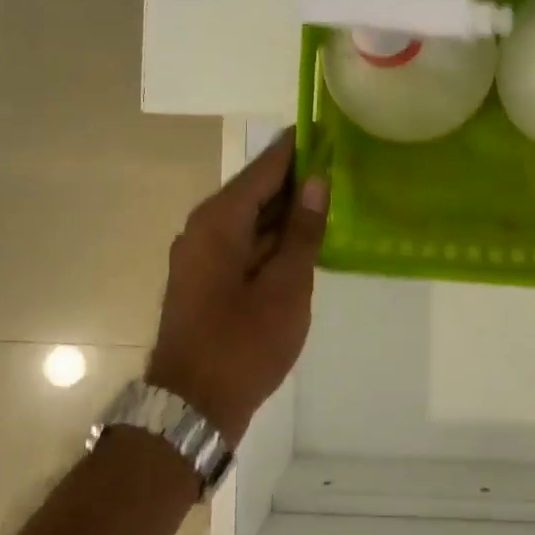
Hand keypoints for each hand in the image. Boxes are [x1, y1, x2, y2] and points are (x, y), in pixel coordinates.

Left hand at [146, 130, 328, 443]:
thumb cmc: (244, 343)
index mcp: (219, 221)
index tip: (326, 128)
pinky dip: (274, 236)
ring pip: (251, 218)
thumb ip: (303, 231)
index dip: (297, 148)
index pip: (264, 169)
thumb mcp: (286, 286)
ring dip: (287, 209)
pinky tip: (306, 239)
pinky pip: (245, 242)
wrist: (193, 406)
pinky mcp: (207, 278)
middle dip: (296, 178)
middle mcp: (204, 229)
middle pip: (256, 191)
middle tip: (340, 163)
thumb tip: (317, 182)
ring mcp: (202, 255)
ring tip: (332, 195)